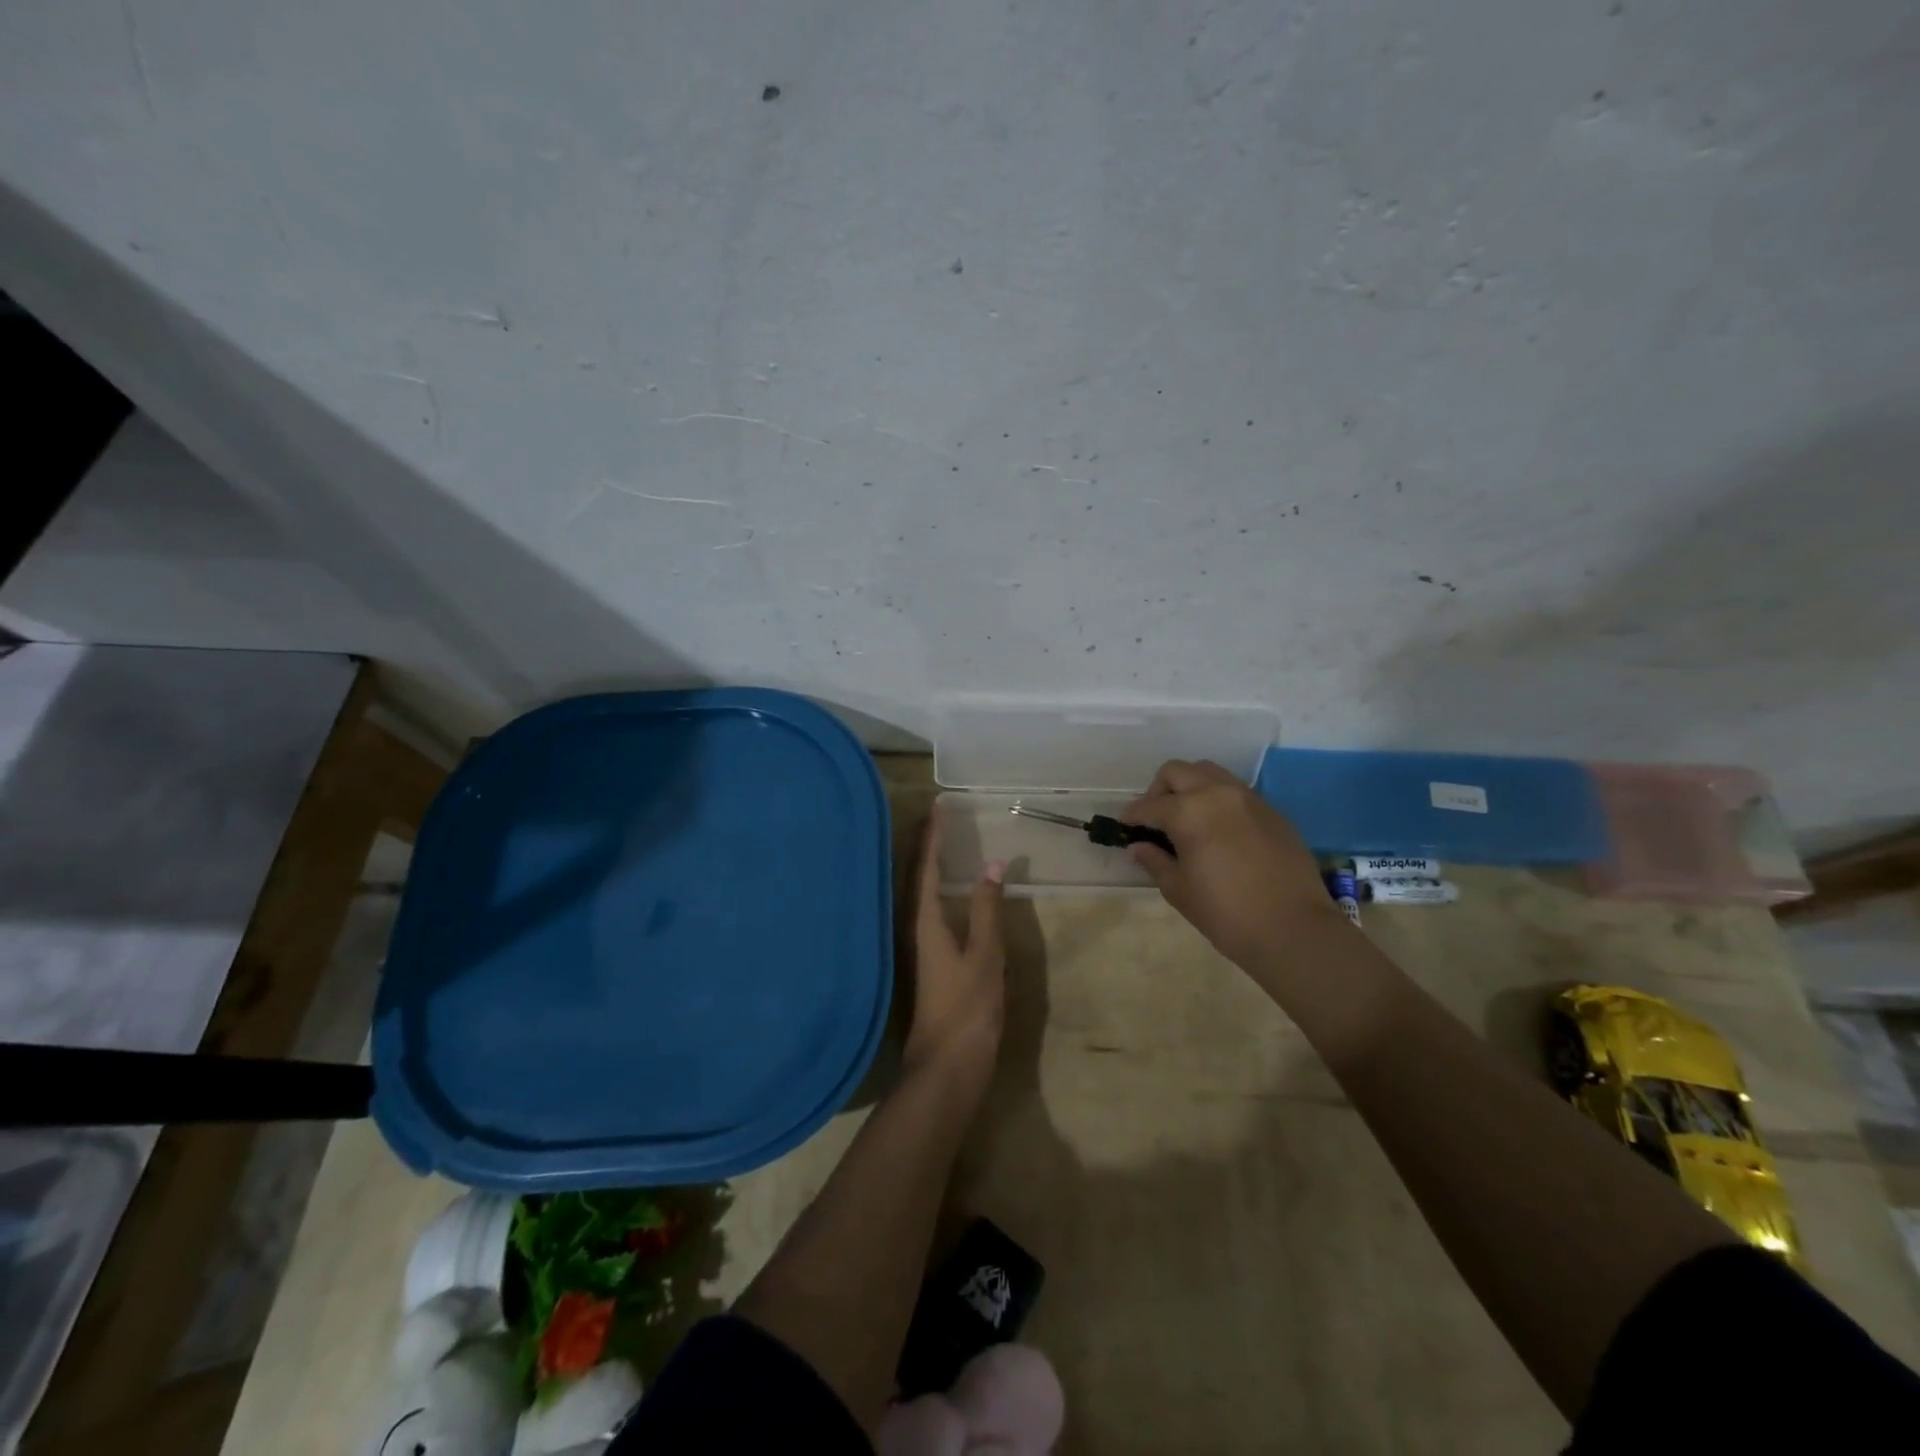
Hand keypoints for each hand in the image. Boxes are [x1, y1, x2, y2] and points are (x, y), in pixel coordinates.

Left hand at [903, 810, 1006, 1077]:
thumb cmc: (967, 1009)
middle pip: (914, 877)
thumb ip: (989, 910)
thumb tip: (993, 865)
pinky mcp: (923, 964)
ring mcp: (915, 948)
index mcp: (924, 922)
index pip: (926, 868)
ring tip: (937, 844)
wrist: (946, 1068)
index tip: (937, 807)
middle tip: (934, 817)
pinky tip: (943, 895)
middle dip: (923, 845)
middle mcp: (911, 929)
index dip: (932, 836)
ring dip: (926, 866)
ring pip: (916, 895)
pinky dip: (933, 891)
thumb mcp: (986, 956)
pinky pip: (924, 912)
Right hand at [1123, 759, 1347, 971]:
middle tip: (1155, 819)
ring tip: (1187, 817)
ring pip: (1209, 773)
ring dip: (1190, 787)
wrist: (1294, 929)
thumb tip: (1138, 847)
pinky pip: (1235, 791)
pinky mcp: (1271, 810)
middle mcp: (1217, 793)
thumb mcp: (1180, 890)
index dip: (1132, 816)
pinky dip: (1217, 799)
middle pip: (1177, 772)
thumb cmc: (1226, 914)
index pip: (1149, 805)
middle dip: (1159, 791)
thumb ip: (1155, 861)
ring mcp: (1248, 798)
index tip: (1126, 827)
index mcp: (1188, 812)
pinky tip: (1218, 829)